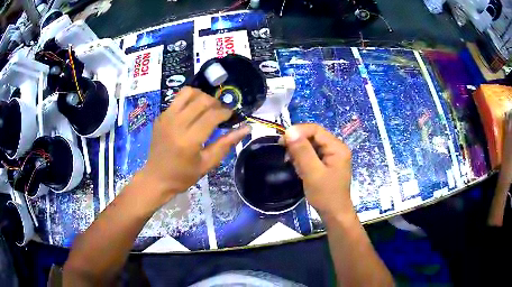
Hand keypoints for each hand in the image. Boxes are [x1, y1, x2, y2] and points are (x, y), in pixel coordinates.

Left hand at [140, 87, 250, 204]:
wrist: (156, 178)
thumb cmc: (183, 175)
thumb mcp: (207, 163)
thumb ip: (226, 144)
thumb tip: (246, 128)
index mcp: (189, 140)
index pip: (212, 115)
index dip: (225, 112)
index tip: (231, 116)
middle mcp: (176, 124)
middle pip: (202, 100)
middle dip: (216, 103)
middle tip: (220, 113)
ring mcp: (166, 118)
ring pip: (188, 92)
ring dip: (202, 96)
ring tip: (206, 107)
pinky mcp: (160, 116)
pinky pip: (177, 99)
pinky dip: (189, 100)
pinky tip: (192, 112)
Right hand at [282, 124, 352, 217]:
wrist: (334, 214)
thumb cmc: (325, 195)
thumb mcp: (312, 172)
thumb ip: (302, 151)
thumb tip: (290, 130)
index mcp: (337, 147)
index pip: (316, 130)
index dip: (298, 131)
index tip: (283, 141)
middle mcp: (336, 148)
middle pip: (313, 137)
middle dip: (298, 143)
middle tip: (285, 154)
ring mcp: (332, 157)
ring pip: (311, 146)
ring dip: (299, 152)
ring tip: (293, 164)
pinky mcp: (327, 164)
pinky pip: (313, 155)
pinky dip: (303, 160)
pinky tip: (299, 169)